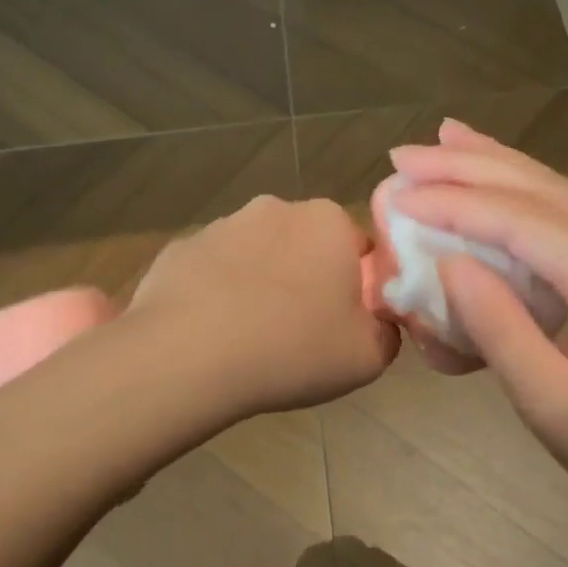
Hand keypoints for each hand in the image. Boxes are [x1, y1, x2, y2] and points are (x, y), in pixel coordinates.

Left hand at [130, 195, 398, 416]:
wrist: (187, 357)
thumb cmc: (292, 348)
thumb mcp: (368, 356)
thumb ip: (387, 332)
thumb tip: (379, 323)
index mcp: (328, 222)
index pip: (359, 246)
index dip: (358, 286)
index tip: (346, 321)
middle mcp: (276, 209)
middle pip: (306, 245)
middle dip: (308, 278)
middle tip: (303, 331)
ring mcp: (222, 225)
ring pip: (258, 255)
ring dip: (262, 284)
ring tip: (253, 338)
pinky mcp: (180, 249)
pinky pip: (213, 272)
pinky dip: (218, 294)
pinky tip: (213, 335)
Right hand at [388, 122, 567, 539]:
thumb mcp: (551, 404)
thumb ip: (498, 328)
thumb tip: (446, 262)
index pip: (520, 222)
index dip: (454, 203)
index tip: (396, 193)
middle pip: (538, 189)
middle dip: (467, 166)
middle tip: (402, 155)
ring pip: (554, 191)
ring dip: (494, 164)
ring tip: (444, 138)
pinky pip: (565, 213)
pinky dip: (520, 189)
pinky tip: (496, 175)